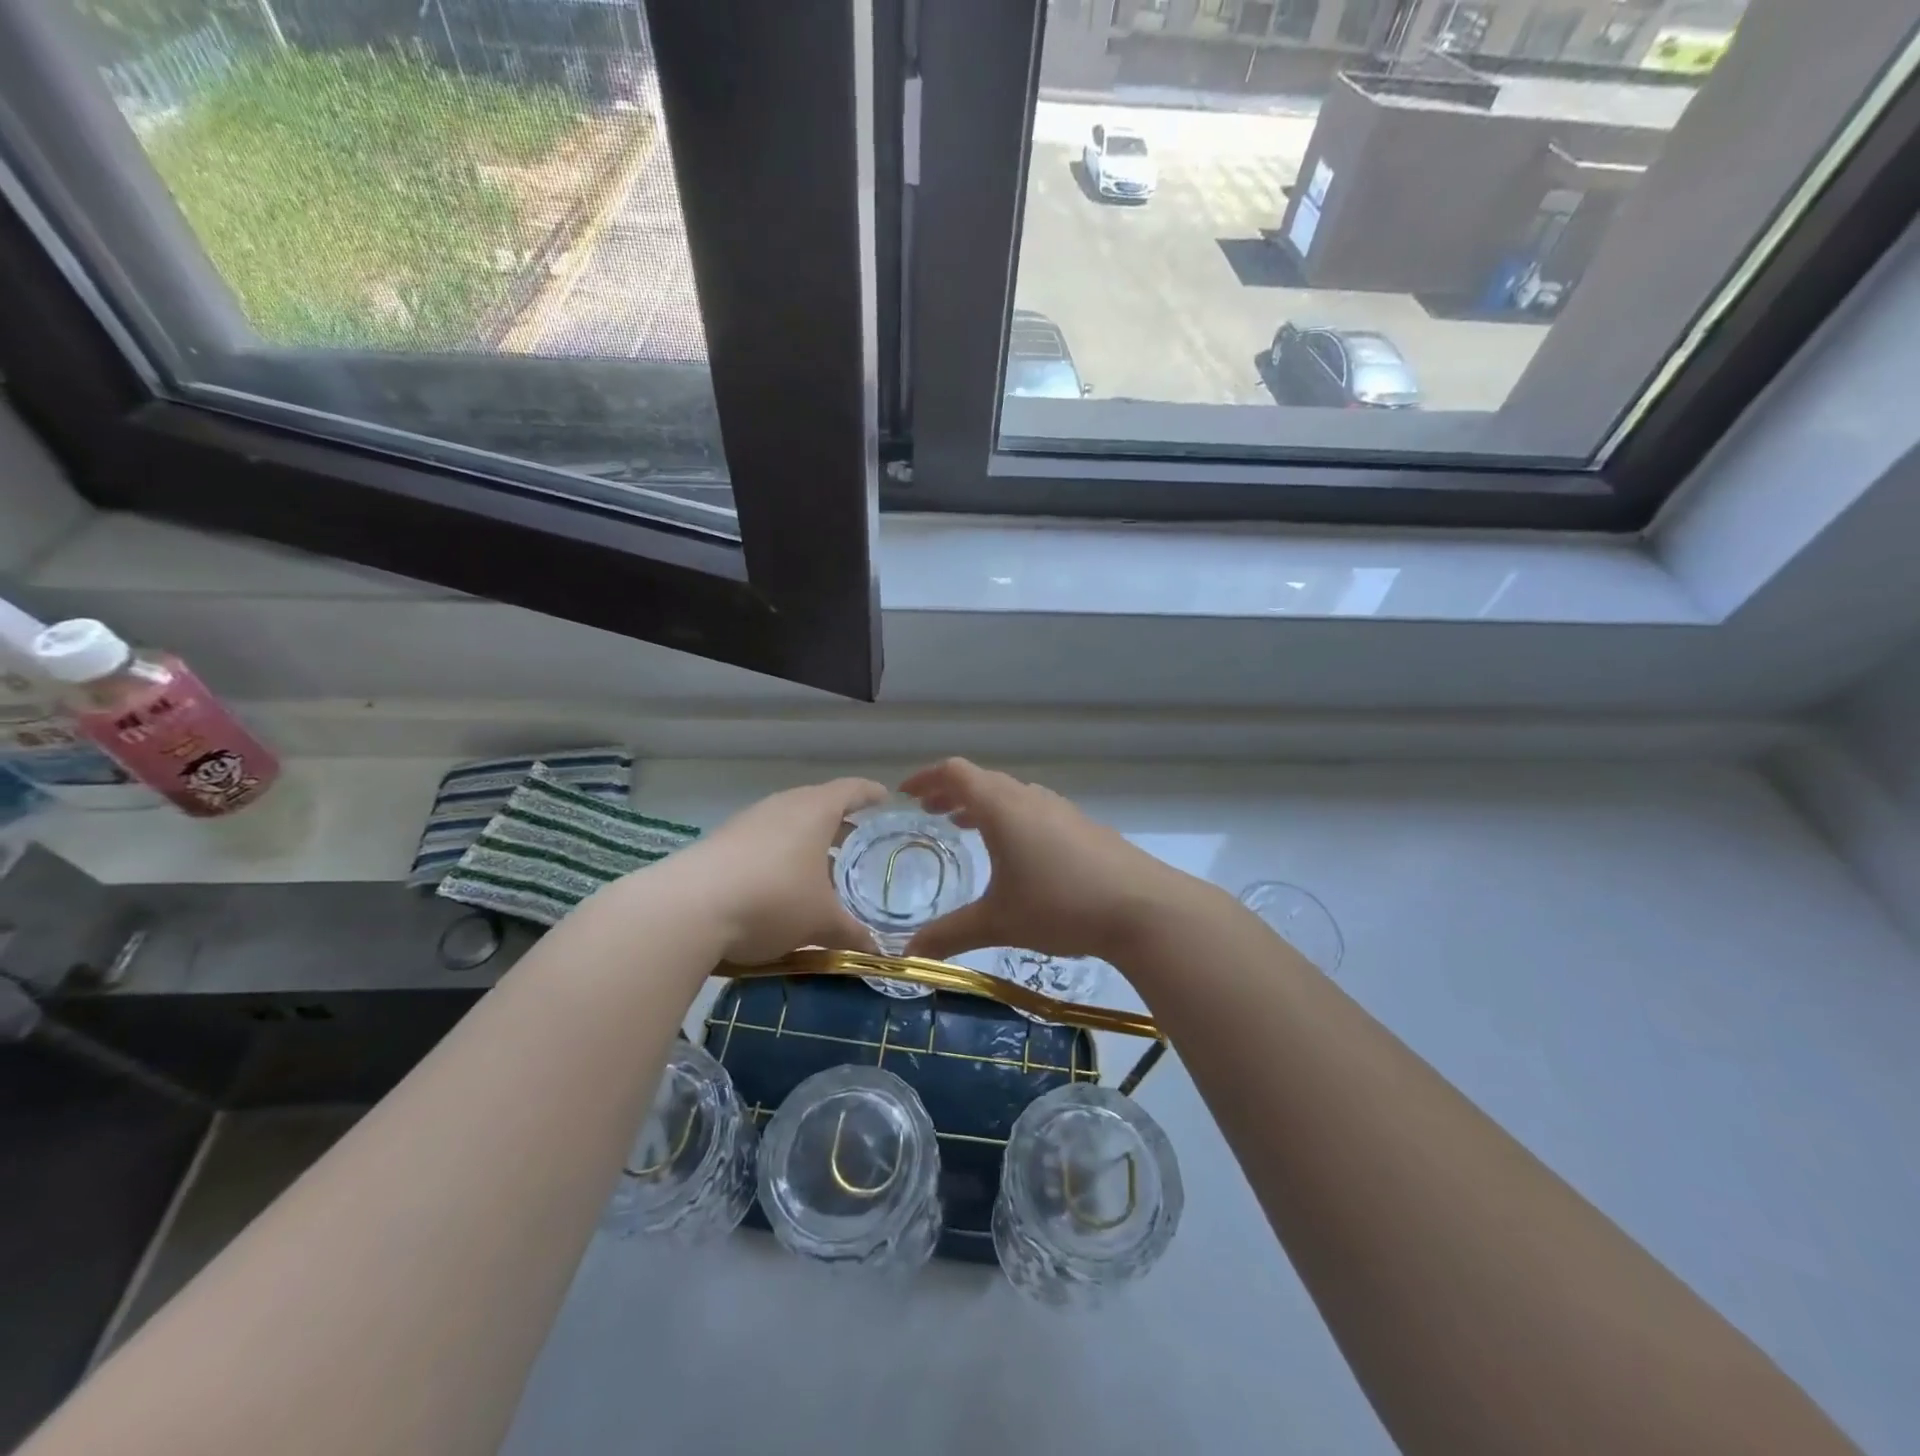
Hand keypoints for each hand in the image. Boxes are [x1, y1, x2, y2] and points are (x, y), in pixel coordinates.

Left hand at [666, 777, 888, 963]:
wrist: (687, 909)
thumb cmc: (773, 900)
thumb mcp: (820, 923)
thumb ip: (851, 933)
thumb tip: (877, 952)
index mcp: (815, 810)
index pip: (851, 790)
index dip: (870, 793)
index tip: (884, 798)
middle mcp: (782, 806)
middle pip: (817, 803)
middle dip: (838, 821)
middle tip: (855, 842)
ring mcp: (748, 822)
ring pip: (787, 823)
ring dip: (805, 841)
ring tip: (819, 868)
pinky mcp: (721, 842)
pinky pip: (762, 840)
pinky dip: (779, 855)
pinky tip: (779, 885)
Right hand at [900, 758, 1200, 963]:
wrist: (1143, 908)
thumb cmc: (1060, 906)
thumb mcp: (998, 922)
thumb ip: (950, 935)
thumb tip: (907, 956)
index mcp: (1002, 808)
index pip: (956, 773)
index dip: (926, 778)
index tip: (905, 793)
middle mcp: (1030, 798)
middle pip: (982, 780)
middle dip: (951, 792)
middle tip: (930, 812)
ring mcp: (1061, 809)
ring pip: (1012, 794)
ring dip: (983, 804)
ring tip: (966, 827)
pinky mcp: (1084, 826)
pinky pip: (1035, 808)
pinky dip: (1011, 816)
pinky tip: (1017, 851)